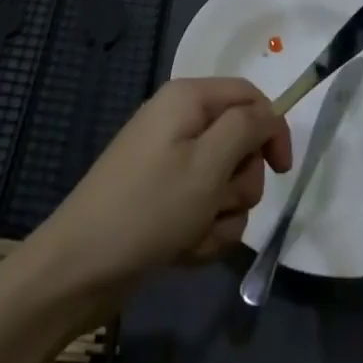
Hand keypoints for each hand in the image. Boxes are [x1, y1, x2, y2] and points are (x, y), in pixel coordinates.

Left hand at [25, 77, 291, 308]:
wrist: (81, 266)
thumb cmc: (150, 208)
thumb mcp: (208, 164)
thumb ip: (246, 128)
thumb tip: (269, 113)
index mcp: (188, 99)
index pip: (250, 97)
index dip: (272, 130)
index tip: (281, 172)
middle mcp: (179, 122)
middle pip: (240, 143)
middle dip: (239, 183)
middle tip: (216, 203)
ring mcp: (169, 161)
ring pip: (226, 184)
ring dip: (220, 216)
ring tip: (192, 234)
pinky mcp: (163, 197)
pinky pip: (203, 209)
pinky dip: (201, 231)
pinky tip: (180, 249)